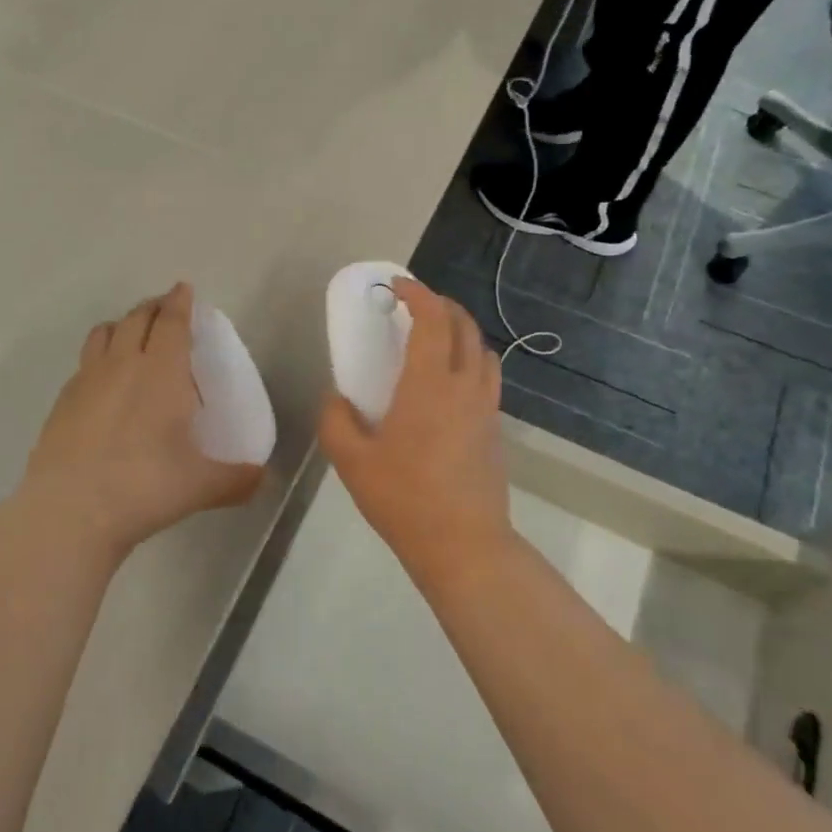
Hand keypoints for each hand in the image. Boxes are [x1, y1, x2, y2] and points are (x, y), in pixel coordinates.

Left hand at [20, 283, 263, 558]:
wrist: (70, 510)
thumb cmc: (144, 486)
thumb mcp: (201, 486)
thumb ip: (237, 479)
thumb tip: (262, 479)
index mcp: (162, 372)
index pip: (172, 322)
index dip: (179, 302)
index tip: (183, 288)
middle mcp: (123, 364)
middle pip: (137, 318)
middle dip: (153, 307)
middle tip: (165, 308)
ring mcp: (87, 380)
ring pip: (104, 333)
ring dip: (122, 324)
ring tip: (132, 334)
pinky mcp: (62, 401)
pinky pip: (84, 363)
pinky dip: (98, 357)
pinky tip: (103, 381)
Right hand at [319, 279, 512, 576]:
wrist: (465, 545)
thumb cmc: (404, 499)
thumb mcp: (351, 461)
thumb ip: (336, 420)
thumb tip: (337, 398)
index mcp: (430, 384)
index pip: (433, 319)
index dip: (417, 293)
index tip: (396, 286)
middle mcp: (465, 385)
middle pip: (464, 325)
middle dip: (441, 305)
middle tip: (413, 306)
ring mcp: (487, 406)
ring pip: (482, 349)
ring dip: (460, 331)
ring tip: (434, 340)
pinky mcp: (496, 428)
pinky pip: (487, 376)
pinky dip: (469, 360)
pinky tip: (447, 385)